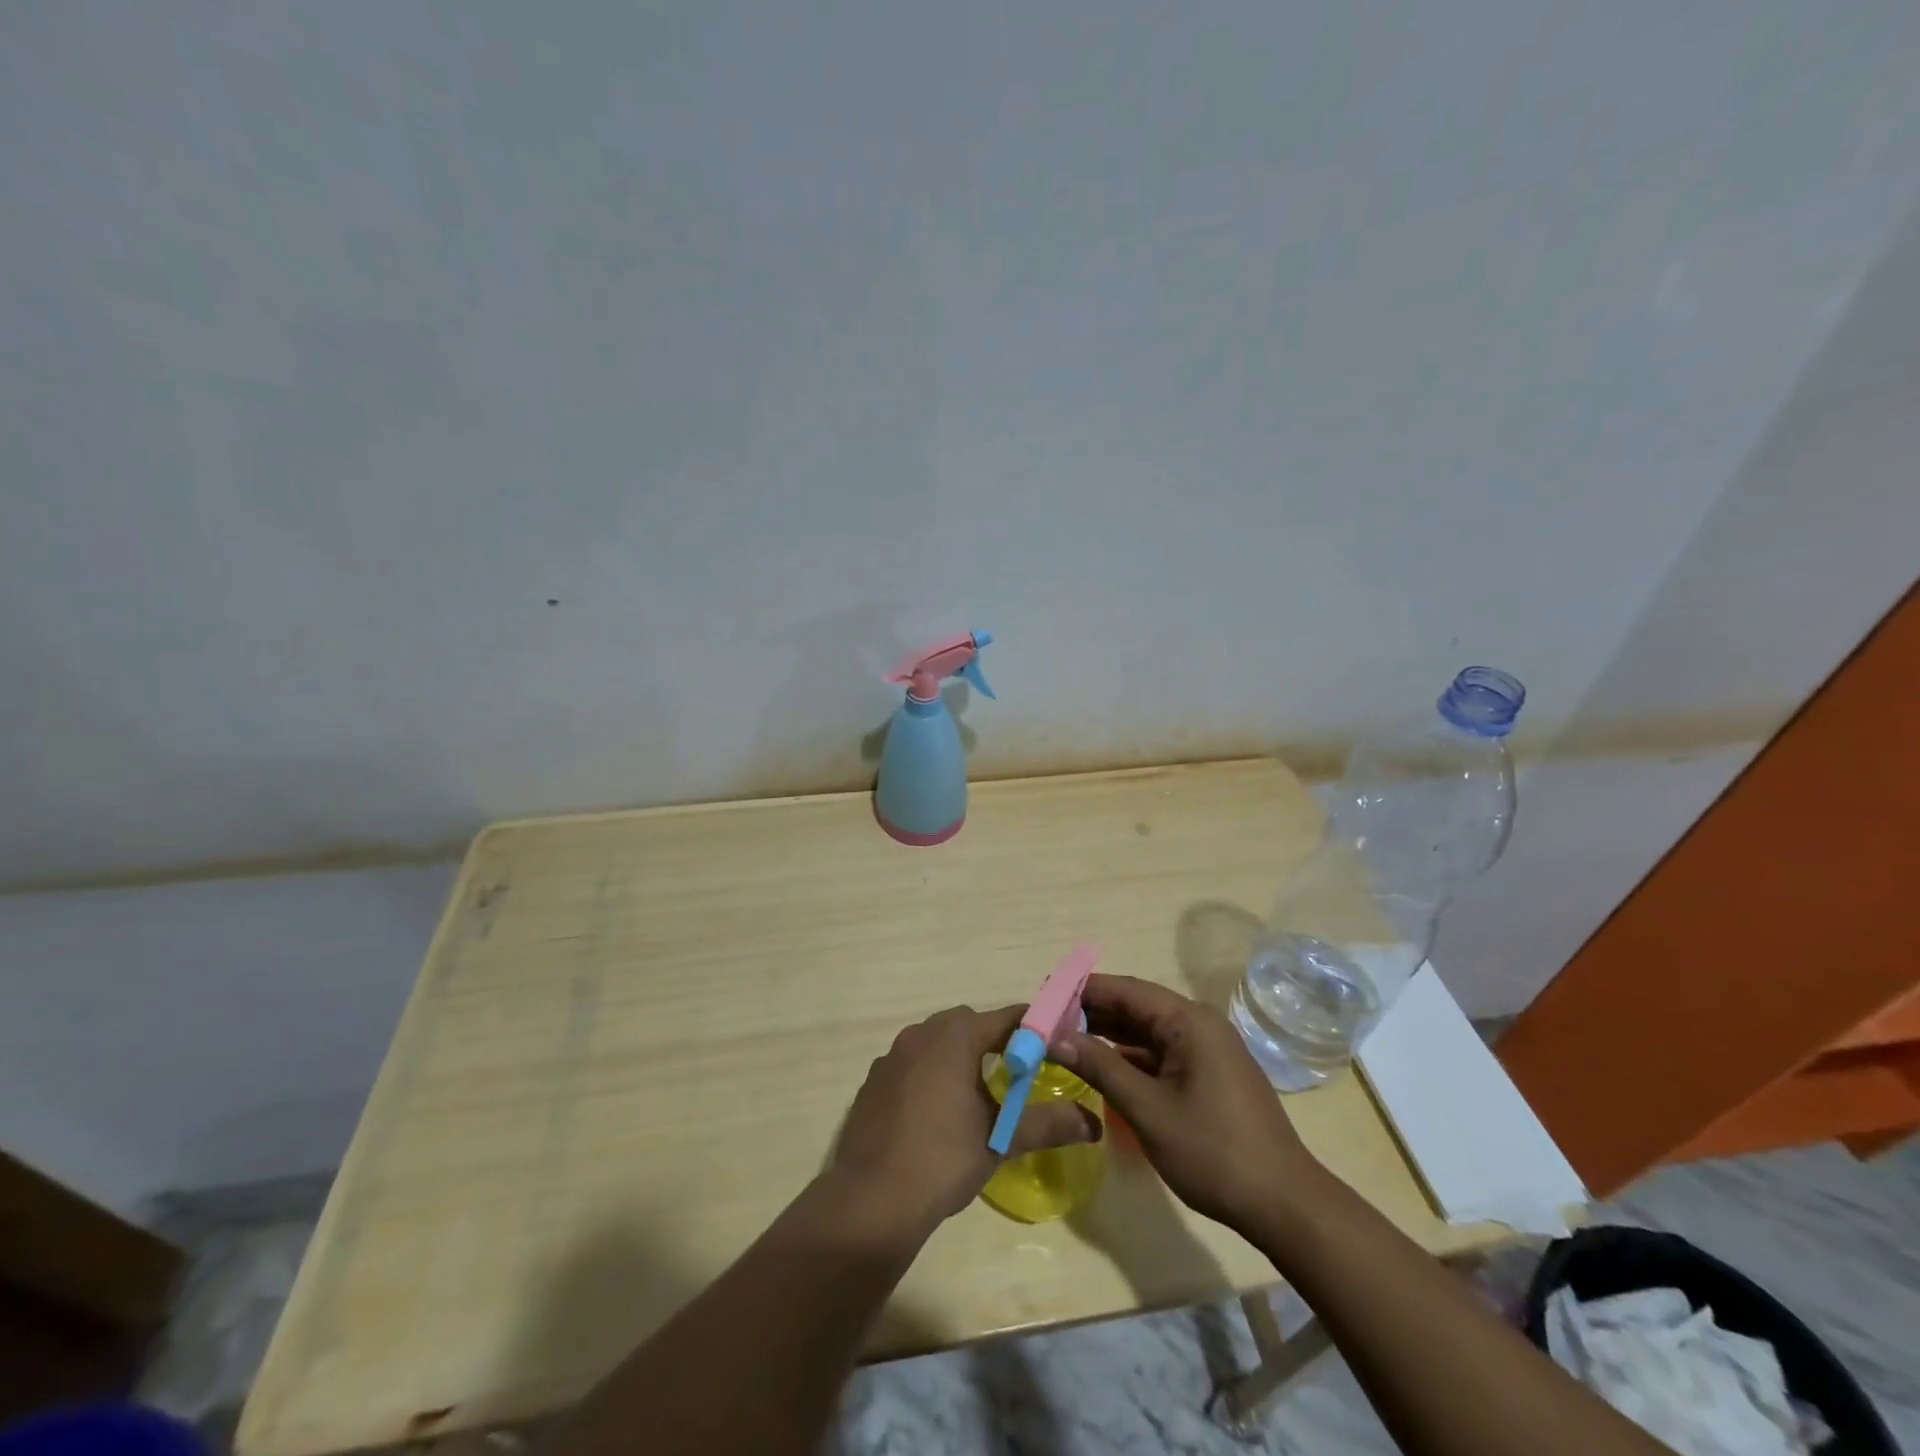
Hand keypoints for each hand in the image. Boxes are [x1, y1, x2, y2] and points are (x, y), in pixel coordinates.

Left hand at [829, 1005, 1101, 1235]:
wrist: (871, 1198)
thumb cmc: (943, 1159)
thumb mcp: (1000, 1139)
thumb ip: (1047, 1124)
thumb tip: (1093, 1124)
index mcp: (955, 1036)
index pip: (1005, 1017)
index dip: (1032, 1027)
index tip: (1054, 1042)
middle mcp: (922, 1033)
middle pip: (968, 1023)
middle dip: (994, 1040)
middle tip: (1018, 1072)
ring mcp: (893, 1055)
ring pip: (936, 1041)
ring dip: (959, 1055)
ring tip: (979, 1092)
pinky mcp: (874, 1079)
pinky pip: (912, 1062)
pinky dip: (930, 1073)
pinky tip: (937, 1111)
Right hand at [1051, 975, 1324, 1231]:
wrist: (1283, 1203)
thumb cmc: (1213, 1152)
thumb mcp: (1148, 1109)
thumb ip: (1101, 1067)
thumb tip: (1056, 1037)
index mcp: (1188, 1021)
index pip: (1126, 990)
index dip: (1083, 989)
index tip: (1045, 993)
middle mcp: (1199, 1023)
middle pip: (1136, 1006)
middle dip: (1092, 1011)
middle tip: (1048, 1019)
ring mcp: (1207, 1049)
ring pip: (1147, 1030)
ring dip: (1109, 1033)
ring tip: (1066, 1039)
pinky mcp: (1210, 1072)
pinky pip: (1161, 1051)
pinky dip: (1131, 1055)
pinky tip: (1103, 1065)